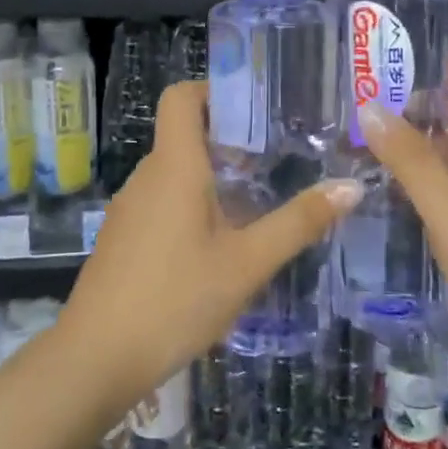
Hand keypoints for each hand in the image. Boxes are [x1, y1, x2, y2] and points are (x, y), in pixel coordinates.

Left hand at [59, 81, 362, 414]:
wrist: (96, 359)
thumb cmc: (175, 299)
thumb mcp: (247, 263)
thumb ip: (298, 223)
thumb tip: (351, 186)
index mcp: (174, 166)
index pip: (181, 97)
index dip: (215, 90)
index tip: (256, 109)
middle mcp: (147, 176)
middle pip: (185, 134)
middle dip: (230, 140)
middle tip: (278, 159)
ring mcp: (130, 208)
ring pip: (176, 173)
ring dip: (214, 177)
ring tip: (258, 202)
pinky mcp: (123, 237)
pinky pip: (163, 202)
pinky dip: (193, 205)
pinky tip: (220, 245)